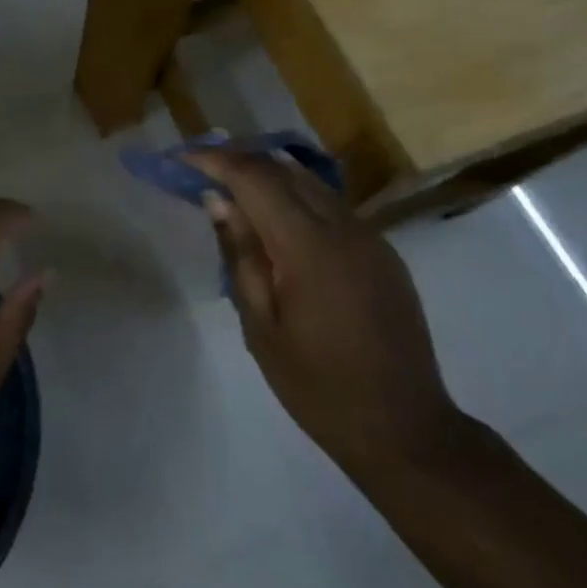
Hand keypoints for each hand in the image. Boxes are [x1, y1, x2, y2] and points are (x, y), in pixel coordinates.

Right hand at [186, 148, 467, 475]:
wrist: (404, 428)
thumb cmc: (317, 386)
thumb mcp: (260, 326)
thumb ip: (241, 256)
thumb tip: (219, 202)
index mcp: (310, 247)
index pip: (256, 179)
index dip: (216, 161)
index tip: (182, 159)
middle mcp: (345, 228)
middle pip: (285, 171)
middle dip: (240, 160)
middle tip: (200, 168)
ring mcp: (371, 238)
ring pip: (312, 183)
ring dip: (268, 176)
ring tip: (230, 186)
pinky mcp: (383, 253)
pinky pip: (332, 206)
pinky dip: (296, 197)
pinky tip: (275, 218)